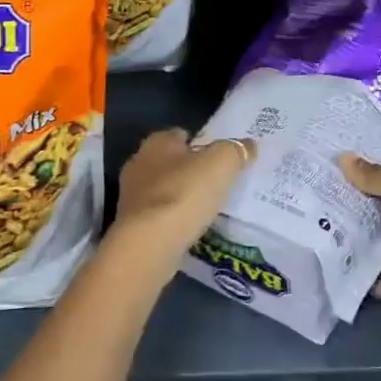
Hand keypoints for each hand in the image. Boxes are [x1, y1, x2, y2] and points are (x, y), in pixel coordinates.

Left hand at [110, 128, 254, 264]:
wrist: (149, 245)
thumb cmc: (184, 194)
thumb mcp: (221, 164)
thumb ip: (236, 151)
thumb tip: (249, 145)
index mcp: (157, 142)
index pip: (181, 134)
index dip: (201, 143)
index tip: (220, 158)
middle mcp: (139, 163)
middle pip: (171, 162)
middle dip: (190, 171)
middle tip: (217, 184)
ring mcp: (131, 197)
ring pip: (163, 190)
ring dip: (181, 197)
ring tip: (207, 209)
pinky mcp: (132, 226)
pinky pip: (159, 217)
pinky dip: (173, 220)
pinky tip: (190, 230)